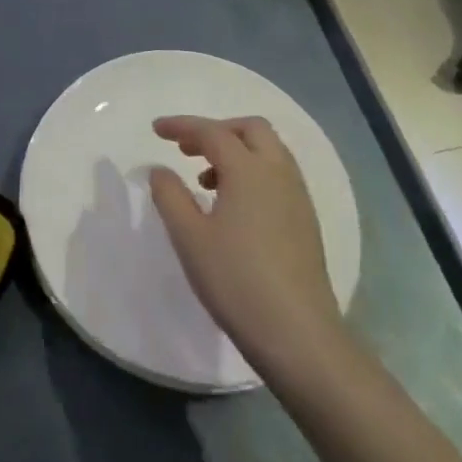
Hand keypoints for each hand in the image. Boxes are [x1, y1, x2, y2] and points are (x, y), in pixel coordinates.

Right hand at [148, 115, 345, 375]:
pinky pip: (278, 175)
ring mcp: (298, 197)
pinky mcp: (306, 221)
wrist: (298, 335)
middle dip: (216, 130)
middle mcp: (278, 173)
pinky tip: (232, 206)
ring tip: (205, 179)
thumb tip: (160, 169)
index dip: (181, 126)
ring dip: (236, 151)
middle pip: (251, 129)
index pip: (212, 132)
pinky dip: (252, 172)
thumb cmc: (236, 280)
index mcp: (249, 170)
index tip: (156, 130)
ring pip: (268, 151)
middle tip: (187, 149)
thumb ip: (170, 196)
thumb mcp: (189, 237)